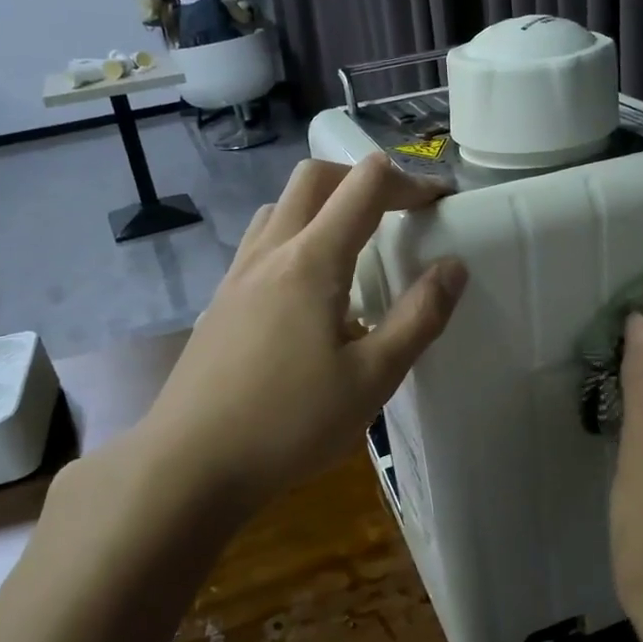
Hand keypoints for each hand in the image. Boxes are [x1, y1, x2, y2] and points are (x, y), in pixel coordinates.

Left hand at [132, 154, 466, 512]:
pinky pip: (263, 241)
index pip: (366, 185)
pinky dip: (297, 236)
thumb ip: (418, 318)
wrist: (189, 465)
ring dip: (325, 205)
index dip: (411, 182)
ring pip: (282, 205)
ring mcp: (238, 273)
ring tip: (355, 248)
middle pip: (315, 176)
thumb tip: (453, 267)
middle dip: (363, 179)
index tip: (440, 203)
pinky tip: (310, 291)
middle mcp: (271, 251)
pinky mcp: (221, 300)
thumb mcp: (372, 379)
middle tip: (398, 213)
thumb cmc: (289, 423)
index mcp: (311, 260)